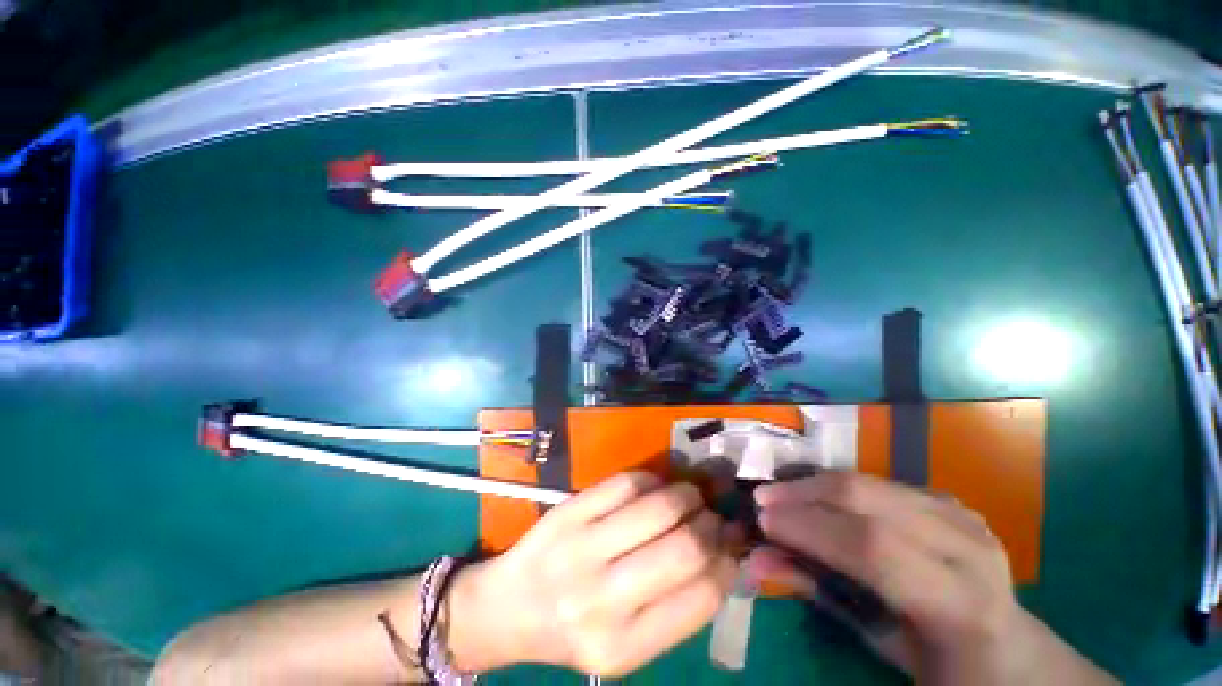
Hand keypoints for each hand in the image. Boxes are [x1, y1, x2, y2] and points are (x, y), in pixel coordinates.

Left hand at [447, 472, 737, 676]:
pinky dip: (652, 480)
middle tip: (712, 516)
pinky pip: (626, 483)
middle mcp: (603, 599)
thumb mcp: (627, 644)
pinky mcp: (568, 511)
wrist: (509, 608)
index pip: (701, 595)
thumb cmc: (574, 630)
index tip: (732, 544)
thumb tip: (723, 555)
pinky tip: (655, 488)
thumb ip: (675, 607)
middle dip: (710, 524)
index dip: (727, 562)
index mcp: (625, 647)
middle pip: (684, 546)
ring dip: (686, 494)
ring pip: (658, 506)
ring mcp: (581, 548)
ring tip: (690, 496)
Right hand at [750, 471, 1115, 684]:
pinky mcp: (951, 503)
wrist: (1011, 653)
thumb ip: (819, 597)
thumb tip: (758, 560)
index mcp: (960, 601)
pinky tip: (821, 499)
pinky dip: (841, 487)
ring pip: (871, 480)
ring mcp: (962, 516)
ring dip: (816, 483)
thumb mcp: (881, 645)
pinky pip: (882, 483)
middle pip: (870, 498)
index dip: (810, 527)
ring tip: (782, 493)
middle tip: (763, 498)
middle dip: (805, 492)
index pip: (874, 548)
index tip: (763, 520)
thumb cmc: (944, 666)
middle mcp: (967, 545)